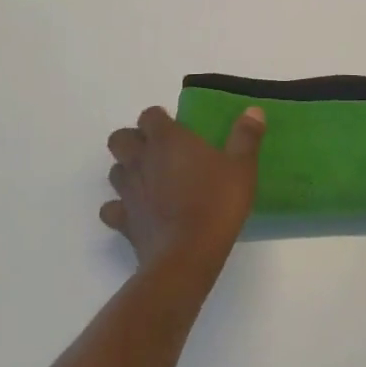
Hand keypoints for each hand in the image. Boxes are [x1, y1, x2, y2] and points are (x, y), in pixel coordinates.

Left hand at [103, 106, 264, 274]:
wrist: (187, 256)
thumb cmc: (216, 204)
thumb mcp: (242, 168)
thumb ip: (245, 137)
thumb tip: (254, 110)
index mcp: (167, 140)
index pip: (149, 115)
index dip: (159, 119)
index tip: (176, 128)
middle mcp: (141, 160)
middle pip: (120, 138)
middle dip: (133, 140)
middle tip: (156, 152)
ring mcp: (128, 191)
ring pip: (114, 171)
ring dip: (127, 171)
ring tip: (148, 181)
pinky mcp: (123, 221)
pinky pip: (111, 209)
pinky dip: (119, 209)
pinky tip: (136, 213)